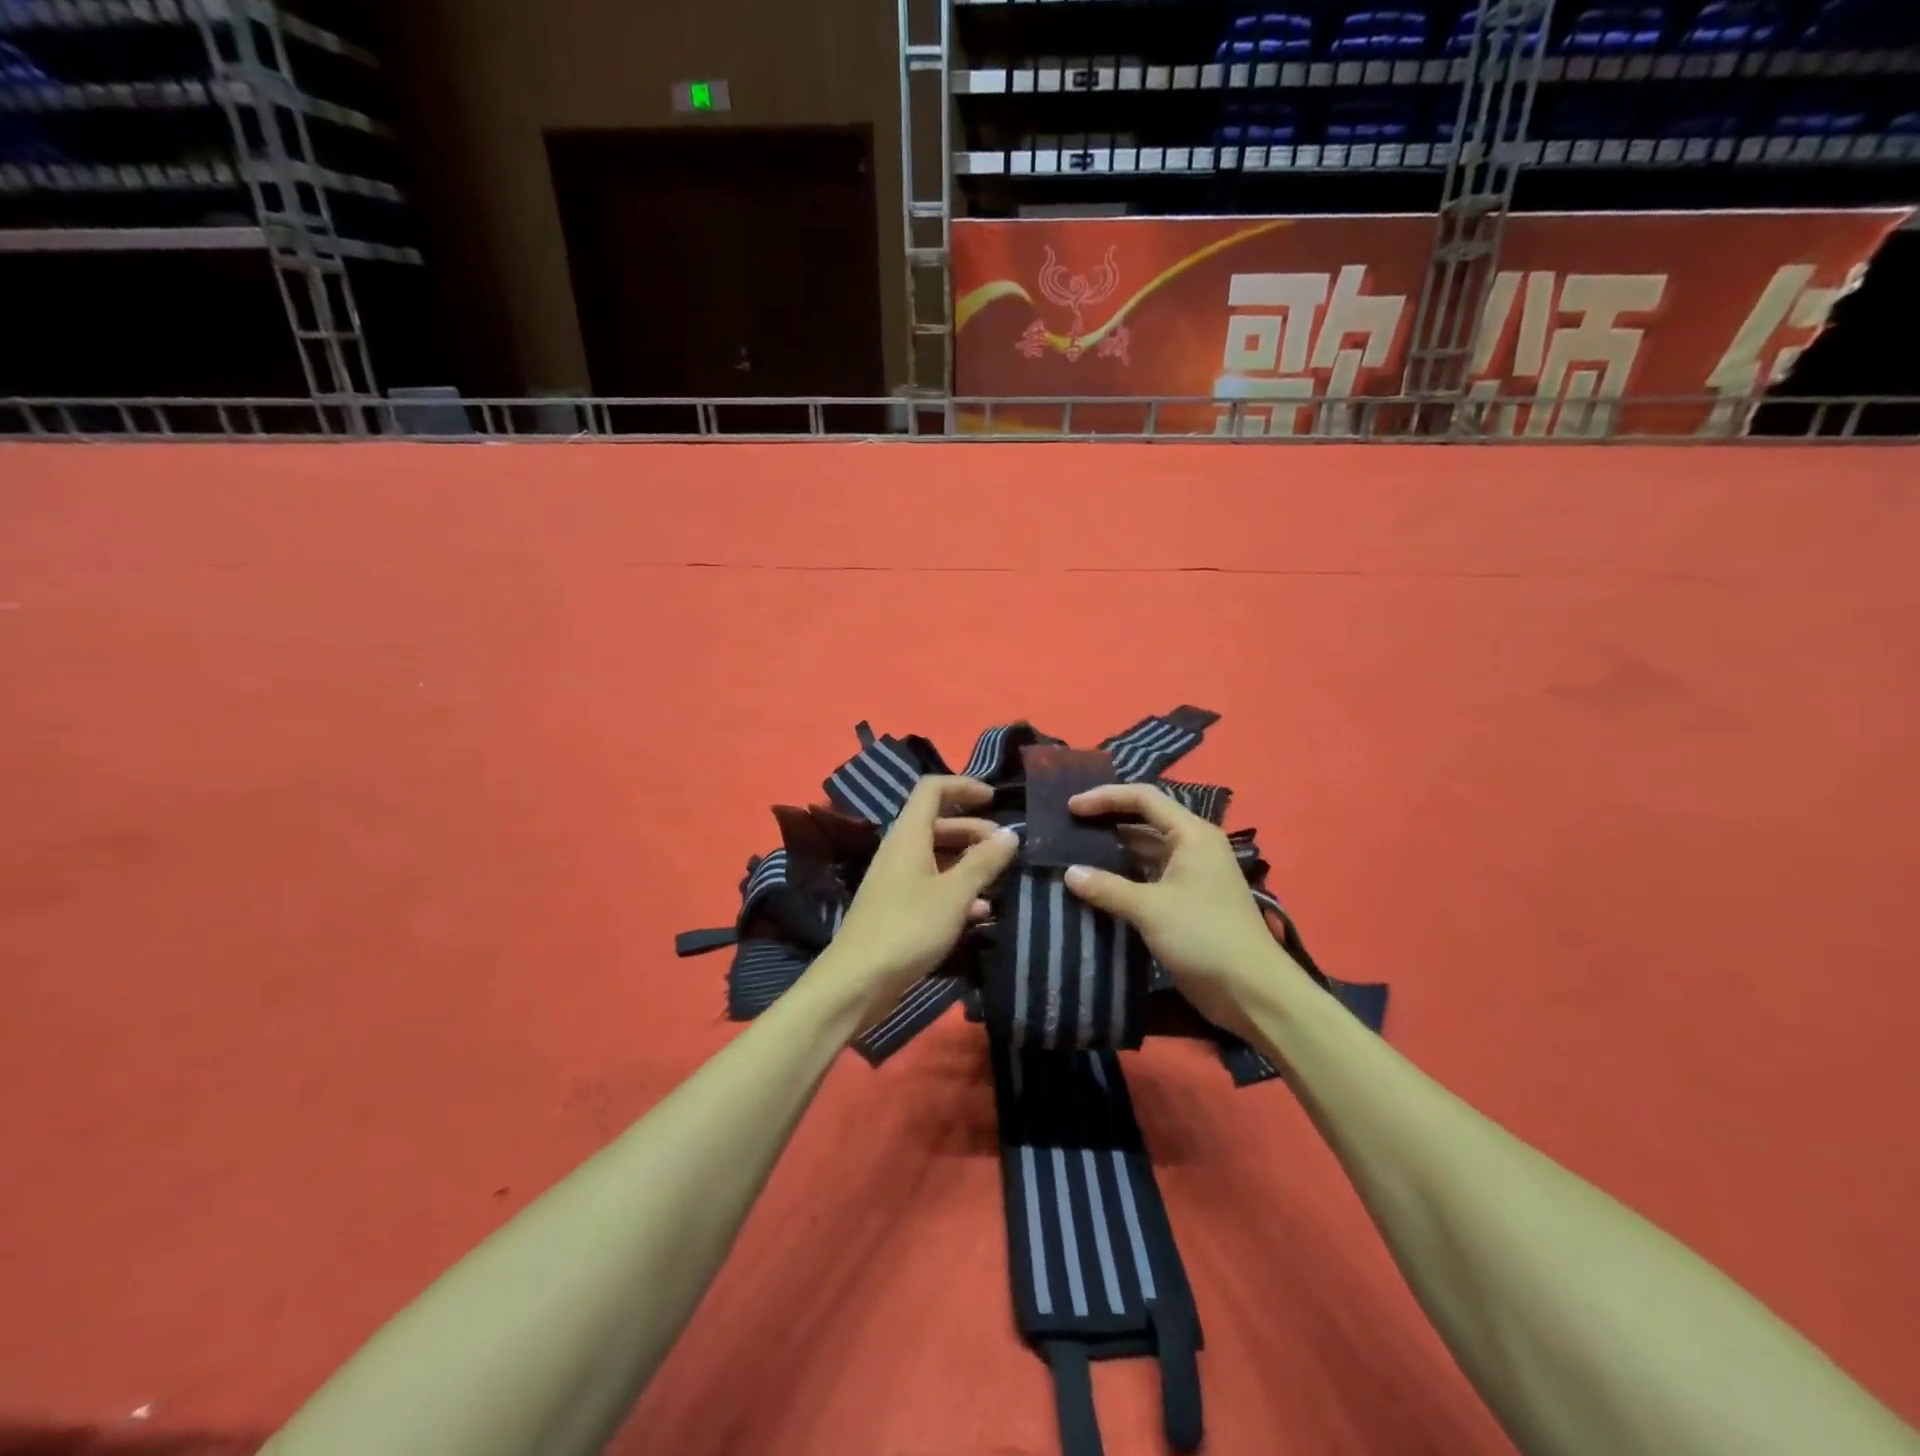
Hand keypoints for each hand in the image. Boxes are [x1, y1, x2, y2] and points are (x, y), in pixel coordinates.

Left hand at [820, 776, 1019, 1024]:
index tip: (994, 799)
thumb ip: (984, 862)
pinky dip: (957, 890)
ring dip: (969, 862)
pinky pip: (933, 886)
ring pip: (938, 857)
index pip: (932, 789)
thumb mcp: (954, 894)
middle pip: (939, 823)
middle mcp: (901, 850)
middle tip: (1006, 849)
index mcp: (909, 835)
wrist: (857, 981)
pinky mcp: (898, 908)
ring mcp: (897, 880)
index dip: (963, 786)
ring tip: (1001, 879)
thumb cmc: (908, 928)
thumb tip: (1010, 834)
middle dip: (974, 830)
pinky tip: (981, 912)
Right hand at [1062, 783, 1304, 1041]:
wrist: (1251, 991)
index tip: (1071, 808)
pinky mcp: (1187, 901)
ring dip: (1114, 851)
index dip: (1106, 798)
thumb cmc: (1203, 936)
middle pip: (1145, 820)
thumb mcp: (1150, 909)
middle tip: (1068, 827)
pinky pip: (1149, 877)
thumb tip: (1069, 873)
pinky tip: (1097, 885)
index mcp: (1192, 834)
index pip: (1144, 798)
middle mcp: (1193, 846)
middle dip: (1108, 821)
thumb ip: (1107, 888)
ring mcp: (1191, 875)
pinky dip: (1124, 877)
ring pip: (1146, 850)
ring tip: (1075, 853)